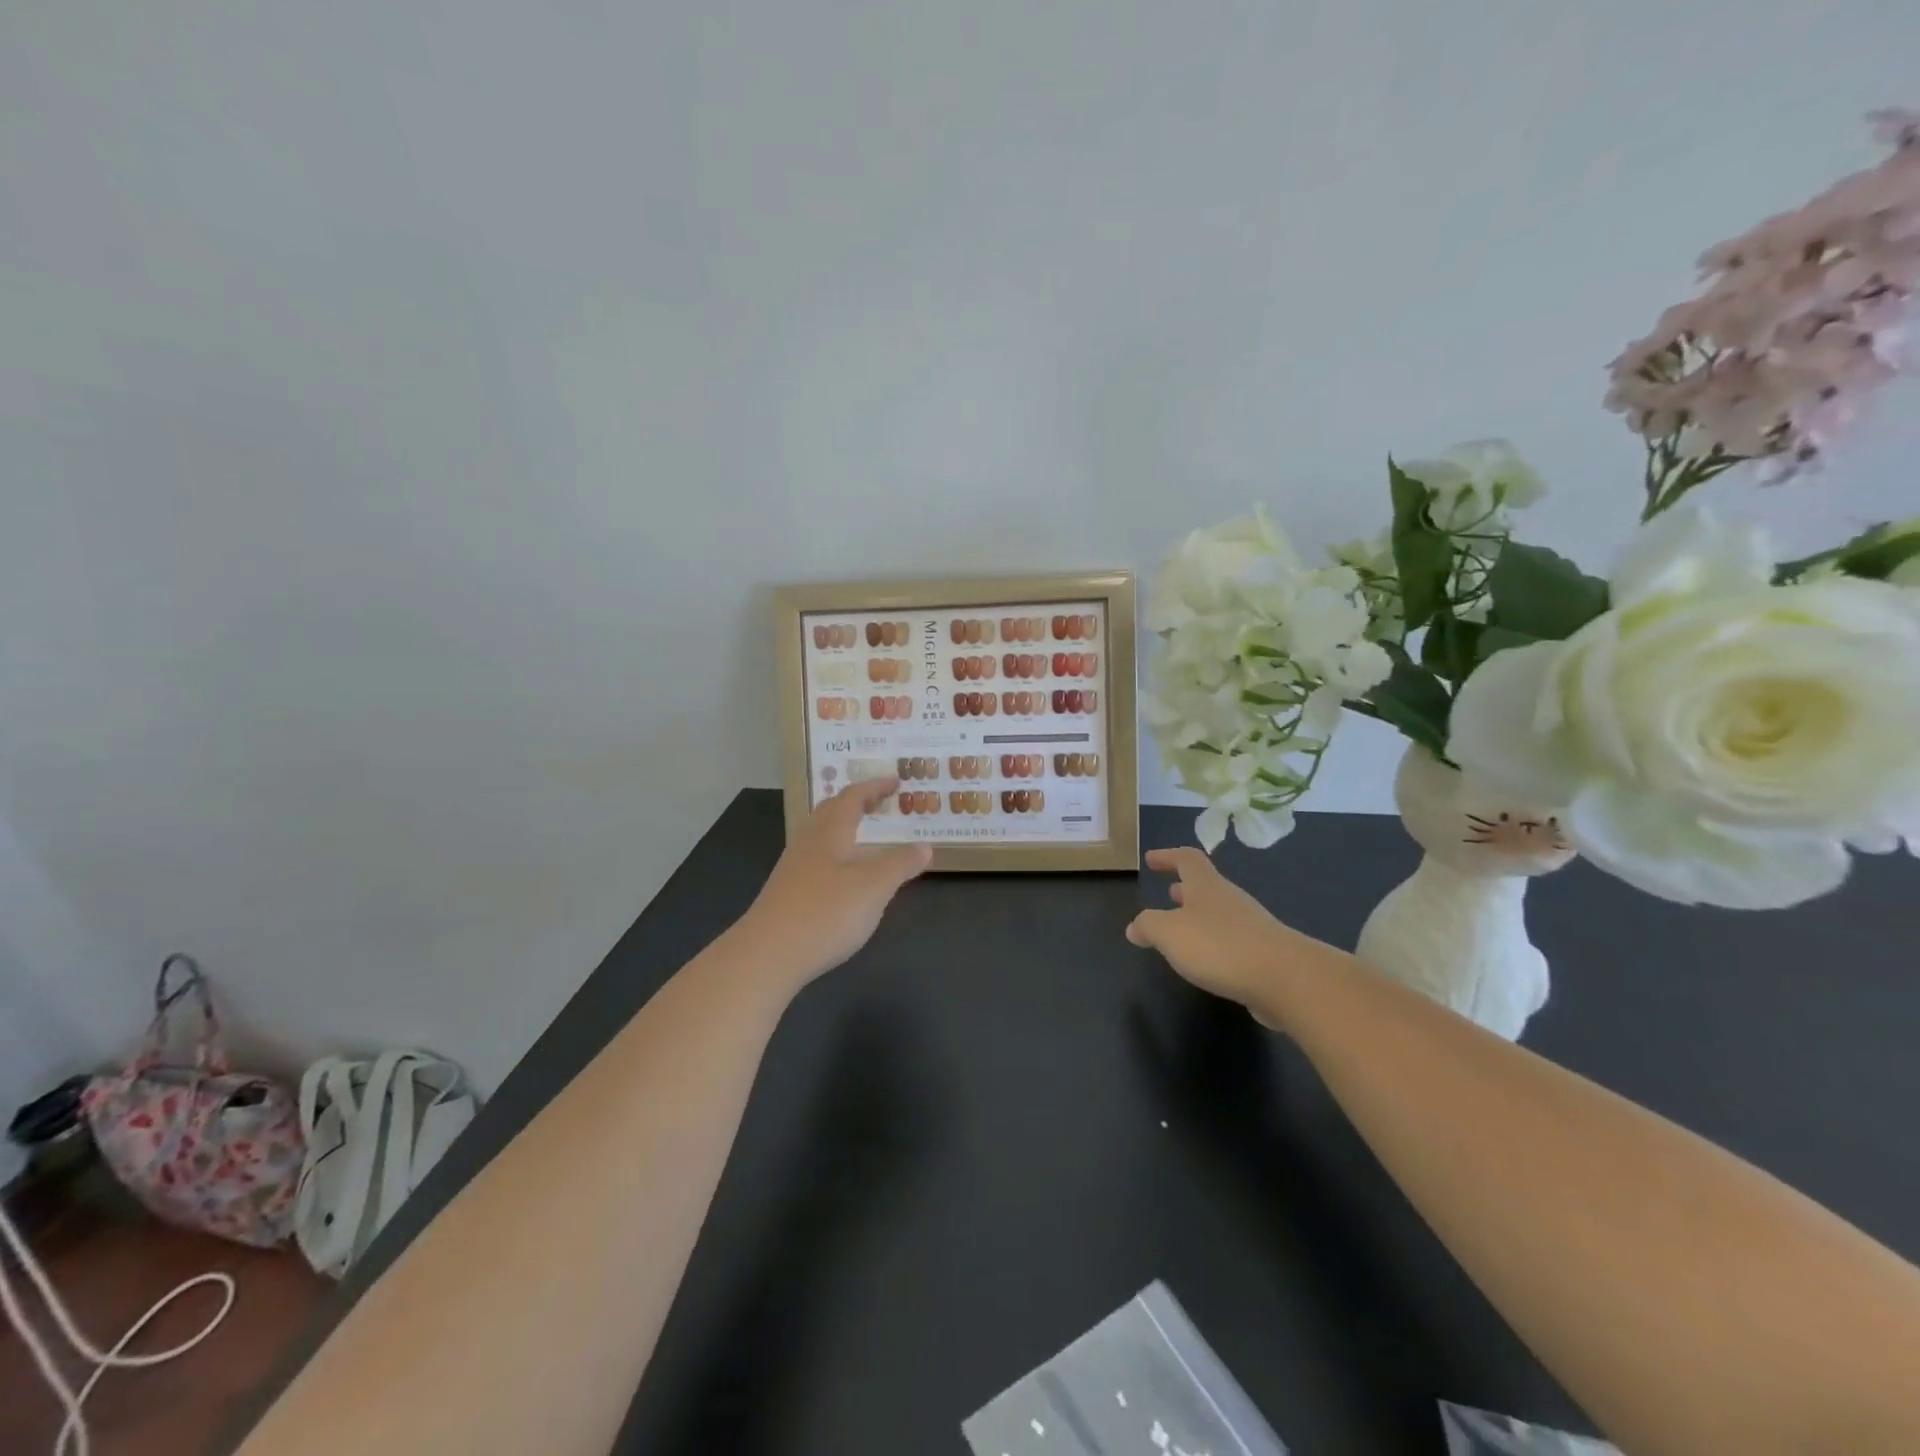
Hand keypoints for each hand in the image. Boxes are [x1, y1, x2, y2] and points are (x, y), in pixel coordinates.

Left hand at [736, 778, 931, 986]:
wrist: (767, 955)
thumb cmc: (826, 912)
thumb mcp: (874, 887)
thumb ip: (900, 864)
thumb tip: (925, 846)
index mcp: (830, 832)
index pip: (852, 797)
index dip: (874, 787)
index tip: (895, 782)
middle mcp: (808, 843)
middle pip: (830, 811)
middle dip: (856, 803)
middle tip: (880, 802)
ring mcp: (793, 869)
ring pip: (820, 836)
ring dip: (843, 828)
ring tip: (865, 837)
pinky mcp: (787, 894)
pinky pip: (815, 860)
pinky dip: (836, 855)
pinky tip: (843, 877)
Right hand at [1126, 847, 1319, 1016]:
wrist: (1286, 979)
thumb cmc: (1219, 945)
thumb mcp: (1168, 933)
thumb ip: (1148, 926)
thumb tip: (1134, 926)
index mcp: (1206, 886)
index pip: (1187, 858)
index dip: (1168, 856)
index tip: (1151, 859)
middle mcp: (1230, 900)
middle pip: (1206, 886)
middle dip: (1186, 889)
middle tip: (1169, 893)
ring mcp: (1251, 927)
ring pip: (1219, 914)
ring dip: (1200, 918)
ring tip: (1183, 932)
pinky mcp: (1264, 955)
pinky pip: (1233, 941)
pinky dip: (1216, 944)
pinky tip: (1208, 963)